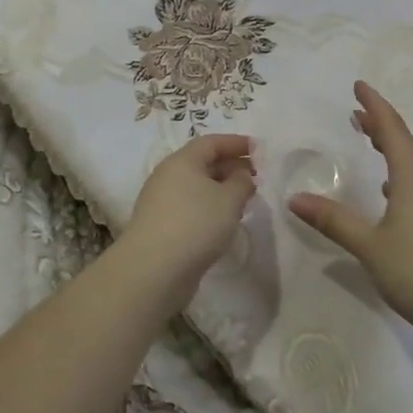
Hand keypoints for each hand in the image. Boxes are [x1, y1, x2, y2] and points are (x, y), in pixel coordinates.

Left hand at [120, 134, 256, 304]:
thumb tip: (242, 175)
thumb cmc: (195, 224)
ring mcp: (161, 202)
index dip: (236, 143)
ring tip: (244, 200)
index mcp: (182, 160)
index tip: (259, 149)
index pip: (211, 142)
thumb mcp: (229, 199)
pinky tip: (224, 222)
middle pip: (202, 163)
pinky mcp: (161, 226)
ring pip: (196, 187)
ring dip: (221, 189)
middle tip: (256, 176)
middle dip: (230, 167)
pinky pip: (190, 207)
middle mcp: (168, 176)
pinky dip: (209, 208)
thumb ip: (241, 182)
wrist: (153, 270)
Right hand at [288, 81, 412, 336]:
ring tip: (372, 142)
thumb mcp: (369, 246)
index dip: (375, 106)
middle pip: (406, 143)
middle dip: (382, 124)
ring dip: (393, 147)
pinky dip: (402, 173)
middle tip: (357, 113)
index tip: (359, 85)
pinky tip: (392, 192)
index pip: (393, 130)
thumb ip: (333, 220)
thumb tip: (295, 198)